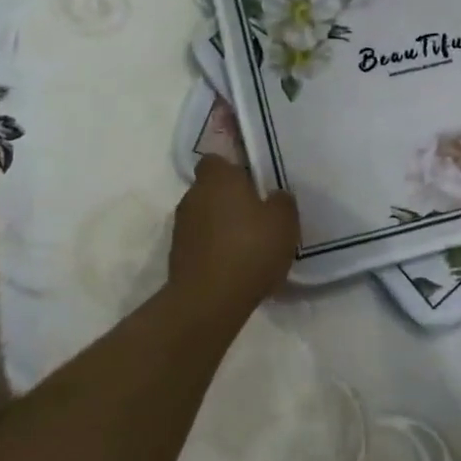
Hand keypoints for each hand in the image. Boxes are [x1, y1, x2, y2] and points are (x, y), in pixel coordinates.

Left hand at [168, 156, 298, 319]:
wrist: (209, 300)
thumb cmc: (249, 248)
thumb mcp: (283, 221)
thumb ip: (281, 201)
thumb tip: (274, 197)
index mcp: (217, 177)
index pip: (216, 160)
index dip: (233, 169)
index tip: (252, 183)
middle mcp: (193, 195)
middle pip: (211, 189)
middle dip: (229, 199)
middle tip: (256, 216)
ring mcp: (180, 227)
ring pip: (205, 216)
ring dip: (221, 226)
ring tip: (247, 245)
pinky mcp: (177, 256)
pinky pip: (200, 243)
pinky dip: (214, 249)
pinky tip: (234, 267)